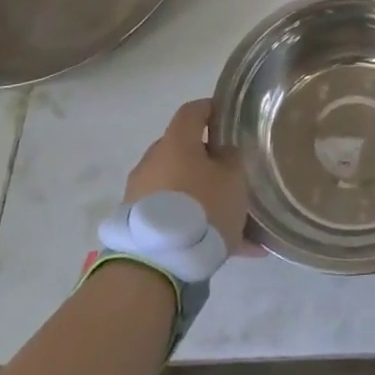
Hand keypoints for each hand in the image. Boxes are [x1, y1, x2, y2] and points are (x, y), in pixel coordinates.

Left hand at [122, 99, 253, 252]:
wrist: (156, 265)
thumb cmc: (201, 207)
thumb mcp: (233, 178)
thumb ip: (231, 159)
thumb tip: (222, 153)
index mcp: (175, 142)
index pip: (192, 111)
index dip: (211, 110)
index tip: (228, 118)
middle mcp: (153, 162)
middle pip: (185, 152)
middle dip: (209, 163)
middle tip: (233, 178)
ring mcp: (140, 194)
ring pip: (182, 188)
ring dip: (205, 199)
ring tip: (237, 226)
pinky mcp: (137, 225)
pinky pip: (174, 217)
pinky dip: (196, 226)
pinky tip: (230, 251)